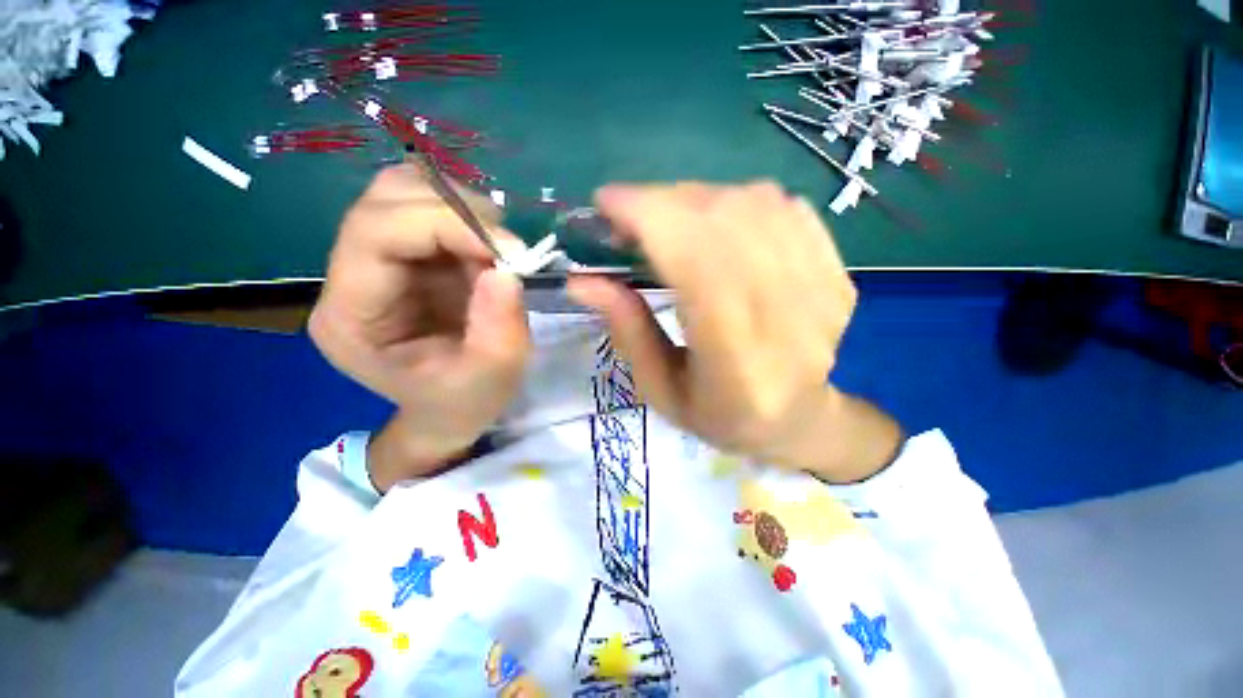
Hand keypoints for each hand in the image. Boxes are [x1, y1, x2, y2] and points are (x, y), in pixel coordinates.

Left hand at [309, 165, 530, 490]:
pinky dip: (467, 218)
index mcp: (351, 317)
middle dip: (456, 211)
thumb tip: (506, 268)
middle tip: (507, 248)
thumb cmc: (464, 402)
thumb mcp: (492, 377)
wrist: (449, 410)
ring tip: (497, 250)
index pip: (375, 234)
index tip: (507, 249)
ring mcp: (376, 262)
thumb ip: (499, 327)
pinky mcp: (405, 257)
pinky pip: (428, 208)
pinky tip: (487, 251)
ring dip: (461, 209)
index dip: (444, 223)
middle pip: (383, 200)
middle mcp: (349, 278)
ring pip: (403, 192)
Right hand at [567, 182, 900, 482]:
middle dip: (663, 203)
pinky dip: (739, 202)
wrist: (800, 420)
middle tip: (629, 219)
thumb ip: (628, 331)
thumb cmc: (721, 417)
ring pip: (755, 204)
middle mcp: (786, 316)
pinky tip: (719, 227)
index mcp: (736, 360)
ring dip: (696, 200)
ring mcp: (822, 289)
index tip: (606, 204)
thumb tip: (581, 281)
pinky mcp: (836, 272)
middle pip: (724, 222)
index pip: (696, 262)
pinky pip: (786, 208)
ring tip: (670, 223)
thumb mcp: (661, 390)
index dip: (649, 218)